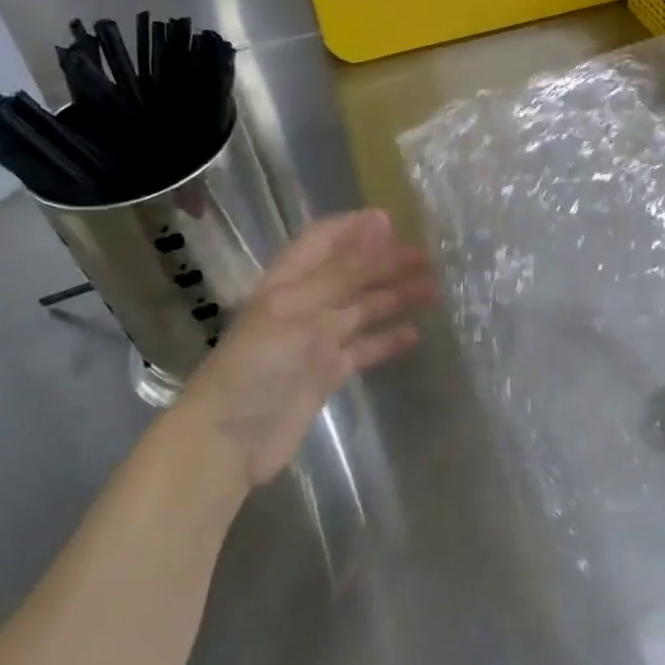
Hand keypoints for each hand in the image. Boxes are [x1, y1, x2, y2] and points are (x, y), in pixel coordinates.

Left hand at [169, 209, 435, 487]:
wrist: (228, 443)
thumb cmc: (257, 365)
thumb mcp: (300, 309)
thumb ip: (345, 269)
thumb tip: (382, 221)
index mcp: (289, 281)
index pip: (326, 239)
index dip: (359, 227)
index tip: (400, 222)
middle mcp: (305, 304)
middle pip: (352, 273)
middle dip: (389, 262)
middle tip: (432, 258)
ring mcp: (317, 340)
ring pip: (364, 309)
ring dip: (397, 297)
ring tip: (436, 291)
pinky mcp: (328, 373)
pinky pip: (365, 348)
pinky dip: (389, 340)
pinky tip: (416, 335)